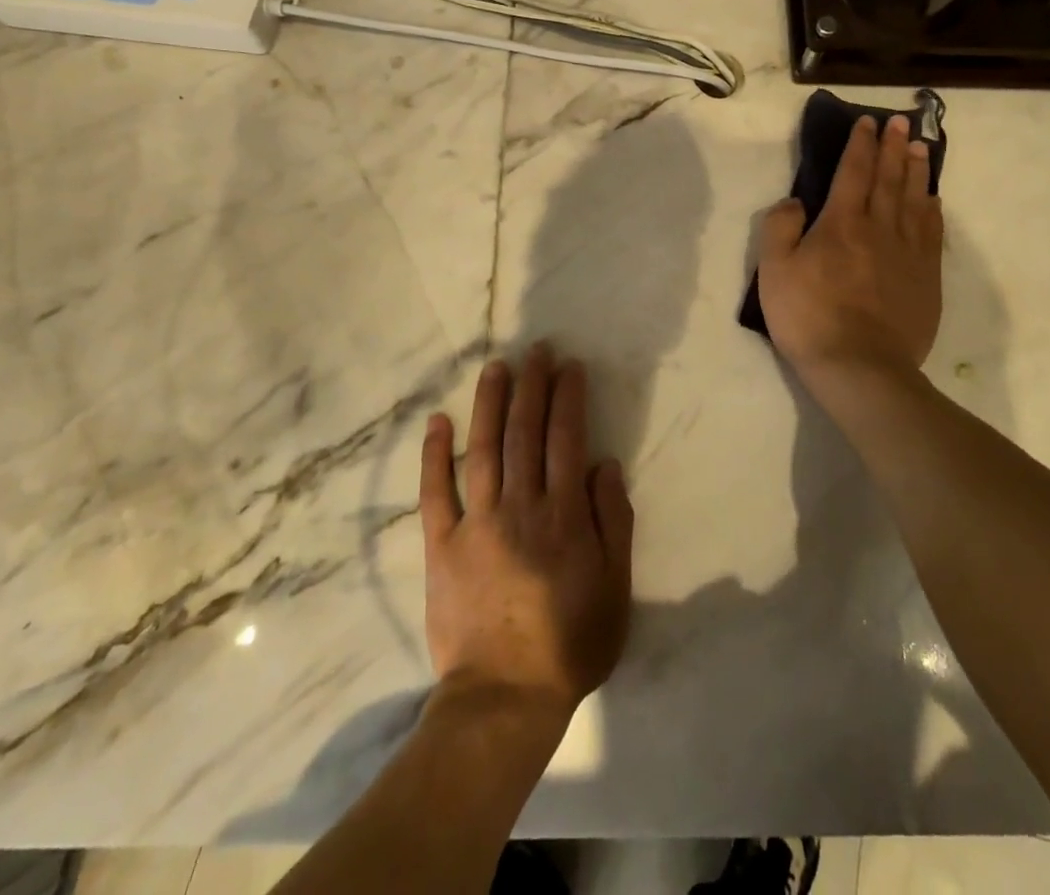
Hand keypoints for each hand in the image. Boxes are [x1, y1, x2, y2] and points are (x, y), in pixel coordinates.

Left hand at [420, 345, 633, 721]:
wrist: (504, 698)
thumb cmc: (570, 644)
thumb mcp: (615, 587)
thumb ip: (612, 521)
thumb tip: (603, 463)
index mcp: (563, 515)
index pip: (566, 439)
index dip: (568, 398)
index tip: (569, 366)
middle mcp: (520, 506)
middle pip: (525, 432)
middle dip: (532, 386)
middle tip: (536, 350)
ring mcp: (477, 523)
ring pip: (483, 449)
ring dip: (490, 403)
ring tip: (496, 367)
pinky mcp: (441, 545)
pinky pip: (435, 492)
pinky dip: (434, 455)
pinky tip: (437, 421)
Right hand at [756, 113, 943, 380]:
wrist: (860, 367)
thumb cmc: (809, 317)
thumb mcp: (774, 271)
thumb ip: (780, 228)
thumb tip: (795, 201)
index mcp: (841, 223)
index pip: (853, 172)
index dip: (859, 144)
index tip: (866, 122)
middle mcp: (880, 228)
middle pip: (888, 178)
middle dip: (892, 146)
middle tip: (899, 121)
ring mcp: (908, 253)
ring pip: (915, 199)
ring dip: (916, 170)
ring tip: (919, 147)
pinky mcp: (926, 278)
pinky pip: (932, 233)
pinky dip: (933, 210)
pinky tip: (933, 200)